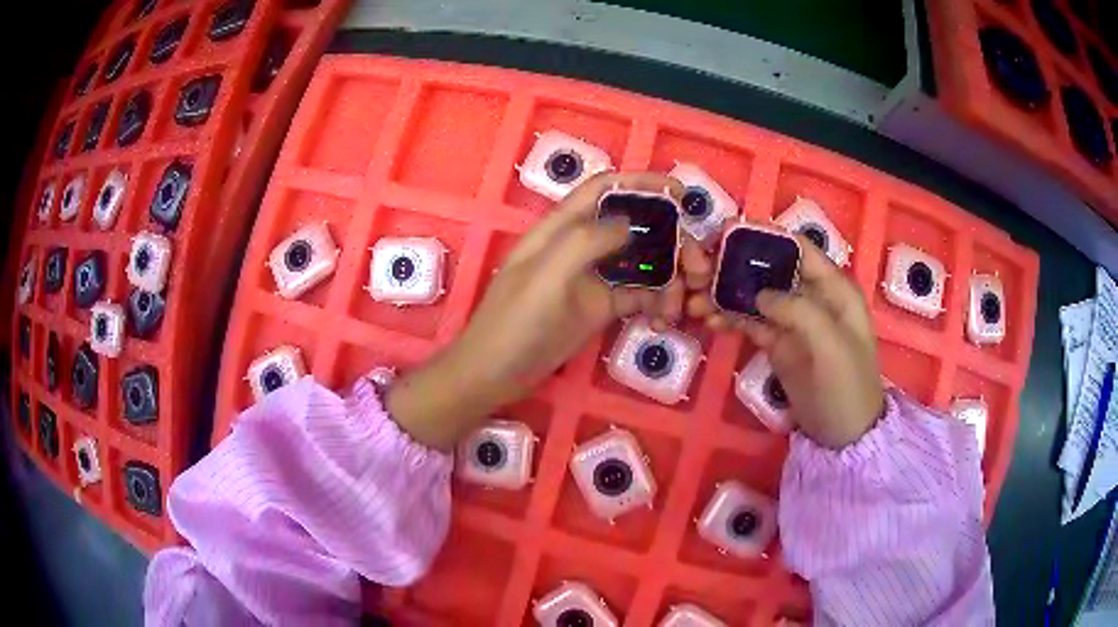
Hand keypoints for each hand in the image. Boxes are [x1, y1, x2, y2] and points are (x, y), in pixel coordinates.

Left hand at [387, 172, 706, 449]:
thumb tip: (631, 222)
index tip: (681, 193)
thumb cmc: (514, 322)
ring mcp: (591, 277)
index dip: (642, 183)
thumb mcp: (547, 276)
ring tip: (684, 304)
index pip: (605, 189)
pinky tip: (666, 319)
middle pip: (634, 226)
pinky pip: (637, 296)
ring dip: (669, 277)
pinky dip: (656, 302)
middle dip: (671, 241)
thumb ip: (587, 241)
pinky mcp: (599, 308)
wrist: (495, 374)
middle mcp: (580, 246)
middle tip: (699, 268)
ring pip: (641, 262)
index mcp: (561, 228)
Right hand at [688, 235, 884, 448]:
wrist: (844, 434)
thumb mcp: (831, 346)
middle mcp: (811, 295)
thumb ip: (800, 312)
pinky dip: (730, 318)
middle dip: (737, 266)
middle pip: (771, 268)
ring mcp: (792, 319)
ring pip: (756, 294)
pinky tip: (709, 320)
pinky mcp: (777, 342)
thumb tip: (759, 294)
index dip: (767, 237)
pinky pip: (750, 321)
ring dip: (727, 294)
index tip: (728, 233)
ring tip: (696, 299)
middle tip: (701, 270)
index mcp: (833, 287)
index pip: (799, 248)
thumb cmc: (847, 385)